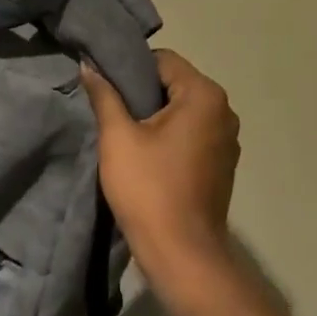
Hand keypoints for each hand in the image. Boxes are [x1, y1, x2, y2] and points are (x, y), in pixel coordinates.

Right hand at [81, 50, 240, 287]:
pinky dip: (172, 135)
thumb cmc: (149, 189)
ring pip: (184, 109)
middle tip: (112, 111)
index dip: (131, 69)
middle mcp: (224, 109)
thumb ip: (104, 95)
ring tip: (127, 134)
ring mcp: (228, 138)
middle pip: (175, 82)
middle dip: (143, 93)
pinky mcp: (223, 163)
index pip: (163, 60)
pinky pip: (193, 132)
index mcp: (204, 95)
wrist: (182, 255)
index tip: (107, 89)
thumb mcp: (117, 137)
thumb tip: (88, 65)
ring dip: (156, 115)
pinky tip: (149, 155)